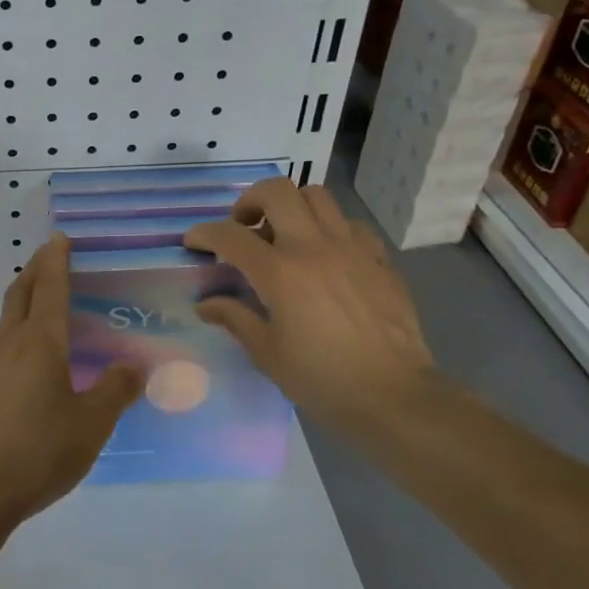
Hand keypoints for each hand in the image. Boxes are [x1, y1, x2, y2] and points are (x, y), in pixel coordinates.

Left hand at [0, 236, 145, 525]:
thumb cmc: (36, 450)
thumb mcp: (90, 424)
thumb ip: (114, 392)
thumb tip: (133, 366)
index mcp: (40, 342)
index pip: (50, 289)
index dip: (56, 261)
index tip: (59, 238)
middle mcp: (12, 345)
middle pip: (21, 293)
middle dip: (36, 269)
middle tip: (51, 255)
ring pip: (10, 317)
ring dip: (26, 296)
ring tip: (44, 295)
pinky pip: (6, 341)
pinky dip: (21, 325)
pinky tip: (34, 350)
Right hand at [184, 179, 437, 432]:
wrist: (395, 396)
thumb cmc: (322, 379)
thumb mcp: (267, 353)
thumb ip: (234, 318)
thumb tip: (206, 304)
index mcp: (279, 272)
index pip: (230, 235)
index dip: (204, 233)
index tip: (194, 242)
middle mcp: (313, 247)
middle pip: (276, 191)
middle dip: (250, 201)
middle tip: (243, 227)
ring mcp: (351, 248)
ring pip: (316, 196)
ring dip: (291, 208)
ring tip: (283, 236)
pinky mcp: (379, 259)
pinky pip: (349, 224)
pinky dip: (329, 229)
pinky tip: (325, 256)